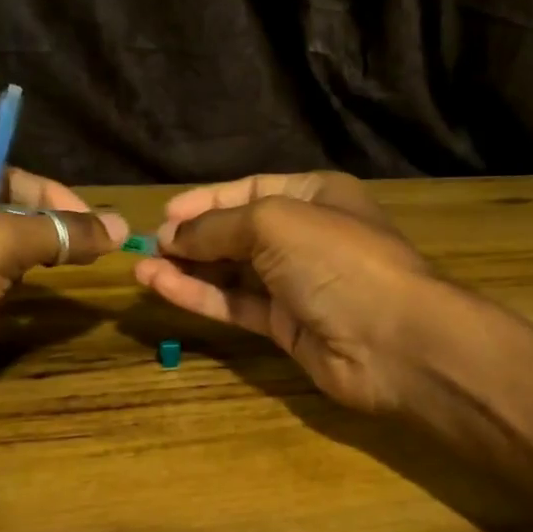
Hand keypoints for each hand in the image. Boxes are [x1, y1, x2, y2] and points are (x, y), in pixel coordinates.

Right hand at [134, 172, 440, 412]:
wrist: (392, 341)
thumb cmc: (337, 261)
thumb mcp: (274, 223)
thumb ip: (219, 226)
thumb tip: (172, 234)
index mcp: (315, 196)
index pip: (250, 190)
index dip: (206, 200)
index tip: (164, 215)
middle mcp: (306, 236)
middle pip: (239, 232)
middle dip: (194, 236)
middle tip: (147, 246)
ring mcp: (297, 284)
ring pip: (234, 272)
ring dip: (189, 268)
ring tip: (140, 268)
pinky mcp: (287, 327)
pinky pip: (237, 305)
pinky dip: (201, 296)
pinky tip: (162, 288)